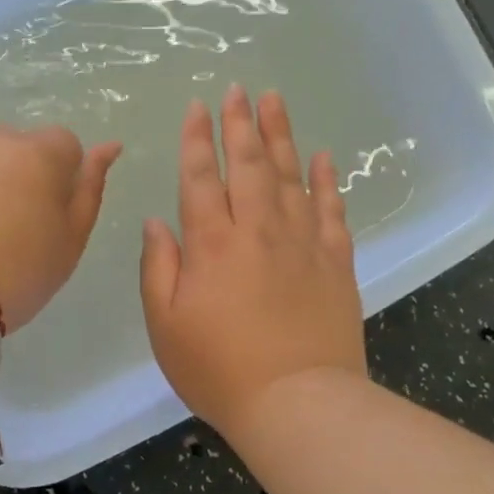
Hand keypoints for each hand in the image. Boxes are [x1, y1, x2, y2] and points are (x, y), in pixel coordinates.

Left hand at [0, 125, 121, 329]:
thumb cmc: (16, 272)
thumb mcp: (70, 241)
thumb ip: (90, 189)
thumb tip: (108, 147)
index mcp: (38, 152)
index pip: (66, 144)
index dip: (64, 178)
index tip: (52, 217)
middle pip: (19, 146)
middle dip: (23, 174)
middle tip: (15, 228)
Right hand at [140, 86, 366, 440]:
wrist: (297, 404)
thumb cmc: (218, 370)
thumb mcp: (165, 325)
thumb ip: (158, 267)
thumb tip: (157, 221)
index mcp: (211, 244)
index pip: (201, 177)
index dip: (197, 139)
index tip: (199, 106)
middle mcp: (257, 230)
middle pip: (248, 164)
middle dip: (241, 123)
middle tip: (240, 89)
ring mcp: (302, 243)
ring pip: (290, 176)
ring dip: (281, 135)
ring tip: (275, 100)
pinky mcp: (335, 262)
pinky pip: (331, 210)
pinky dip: (326, 181)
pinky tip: (323, 157)